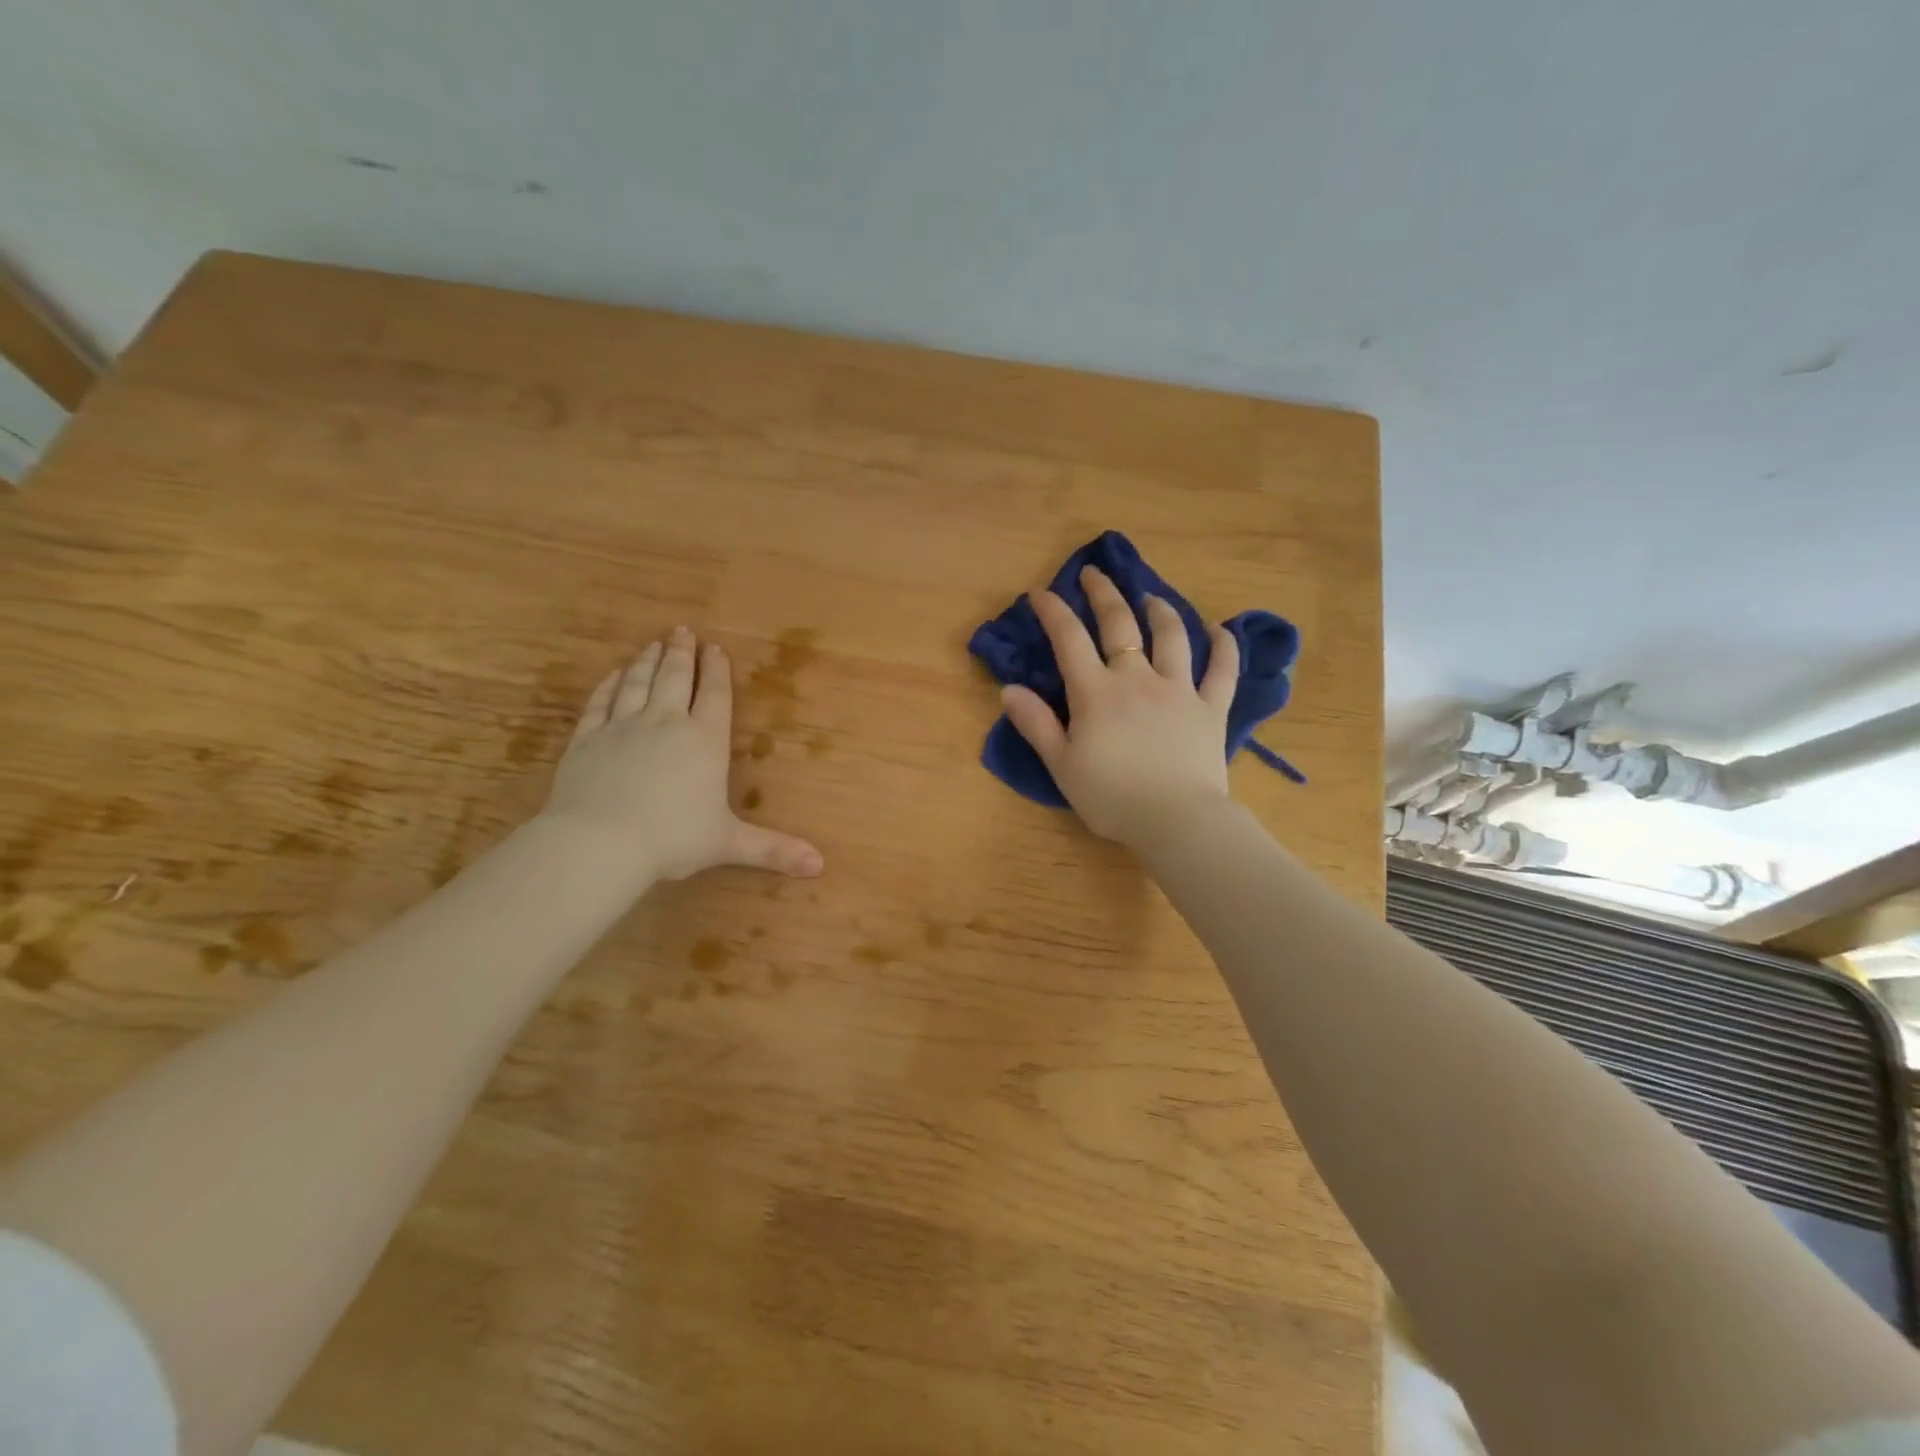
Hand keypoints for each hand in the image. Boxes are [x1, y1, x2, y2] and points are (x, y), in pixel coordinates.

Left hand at [540, 627, 824, 881]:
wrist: (599, 843)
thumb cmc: (672, 839)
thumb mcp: (728, 843)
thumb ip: (773, 849)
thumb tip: (820, 866)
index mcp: (704, 741)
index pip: (714, 696)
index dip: (716, 671)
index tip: (715, 648)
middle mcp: (665, 723)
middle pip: (675, 678)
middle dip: (681, 654)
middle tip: (682, 631)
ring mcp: (622, 727)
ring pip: (638, 684)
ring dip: (648, 661)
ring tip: (653, 644)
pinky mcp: (587, 739)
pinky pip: (600, 703)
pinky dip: (609, 686)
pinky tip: (615, 675)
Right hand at [1000, 567, 1238, 847]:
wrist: (1175, 820)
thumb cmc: (1111, 797)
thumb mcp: (1062, 764)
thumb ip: (1036, 724)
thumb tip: (1008, 689)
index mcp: (1096, 692)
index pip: (1069, 640)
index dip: (1053, 611)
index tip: (1041, 593)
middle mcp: (1137, 679)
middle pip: (1120, 625)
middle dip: (1104, 594)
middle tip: (1094, 574)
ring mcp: (1179, 690)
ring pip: (1172, 637)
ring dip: (1160, 610)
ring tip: (1151, 597)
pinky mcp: (1211, 708)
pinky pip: (1222, 670)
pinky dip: (1224, 647)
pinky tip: (1221, 630)